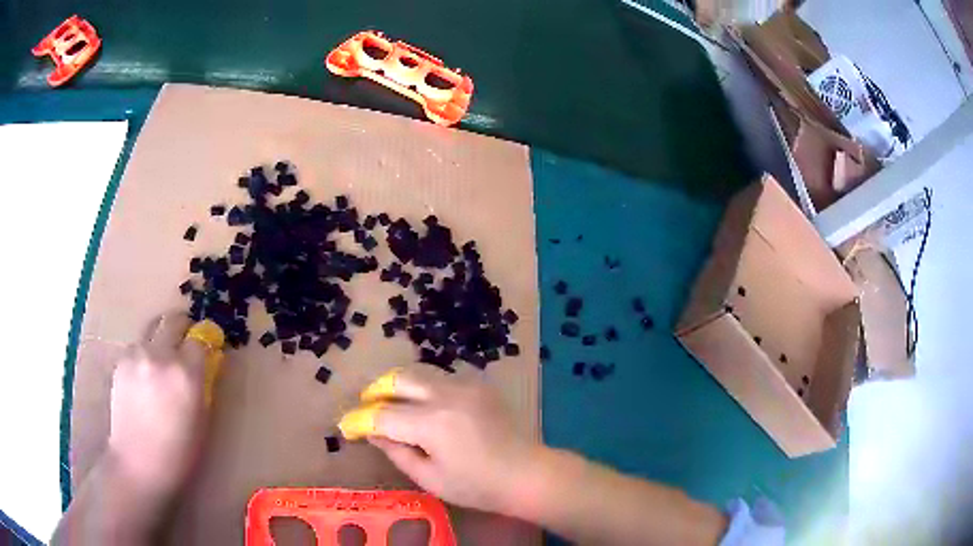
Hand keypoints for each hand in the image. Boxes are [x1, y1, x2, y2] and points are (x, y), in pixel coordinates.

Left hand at [106, 313, 207, 499]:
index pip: (200, 339)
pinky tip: (144, 381)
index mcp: (186, 373)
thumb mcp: (201, 419)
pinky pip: (137, 348)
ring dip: (160, 341)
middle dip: (182, 326)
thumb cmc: (178, 452)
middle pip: (173, 320)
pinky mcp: (121, 362)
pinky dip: (144, 356)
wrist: (137, 463)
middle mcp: (160, 355)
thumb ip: (204, 384)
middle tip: (185, 341)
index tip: (207, 345)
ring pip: (152, 332)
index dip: (205, 341)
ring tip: (160, 366)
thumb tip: (208, 360)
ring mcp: (136, 355)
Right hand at [360, 368, 542, 513]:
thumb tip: (374, 433)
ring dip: (398, 385)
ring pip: (420, 372)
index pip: (383, 415)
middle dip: (375, 391)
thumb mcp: (431, 478)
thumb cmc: (477, 486)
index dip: (360, 421)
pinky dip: (424, 386)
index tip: (346, 427)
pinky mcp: (479, 384)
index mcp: (433, 424)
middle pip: (399, 379)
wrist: (527, 474)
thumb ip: (397, 452)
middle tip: (365, 406)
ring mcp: (466, 385)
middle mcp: (447, 395)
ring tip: (389, 402)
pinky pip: (442, 377)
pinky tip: (423, 403)